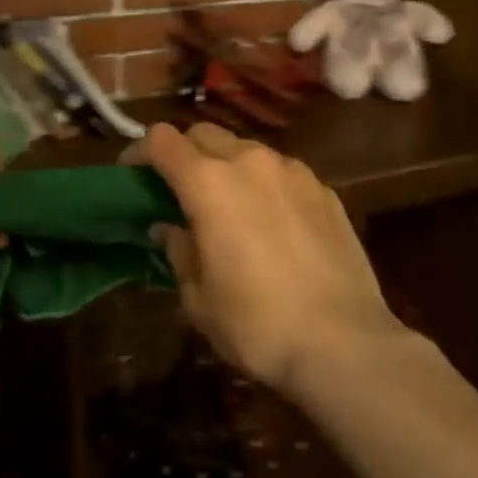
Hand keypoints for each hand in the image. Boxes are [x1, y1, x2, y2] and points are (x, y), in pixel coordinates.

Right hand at [130, 122, 405, 395]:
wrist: (346, 344)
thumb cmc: (258, 324)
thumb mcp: (198, 298)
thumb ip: (178, 251)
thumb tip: (170, 229)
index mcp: (208, 183)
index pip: (161, 140)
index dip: (139, 152)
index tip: (131, 175)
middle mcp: (250, 162)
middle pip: (204, 133)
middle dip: (183, 153)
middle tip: (178, 190)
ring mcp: (293, 172)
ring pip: (246, 150)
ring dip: (226, 166)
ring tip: (228, 206)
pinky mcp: (325, 190)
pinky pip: (281, 173)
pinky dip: (264, 185)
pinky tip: (271, 223)